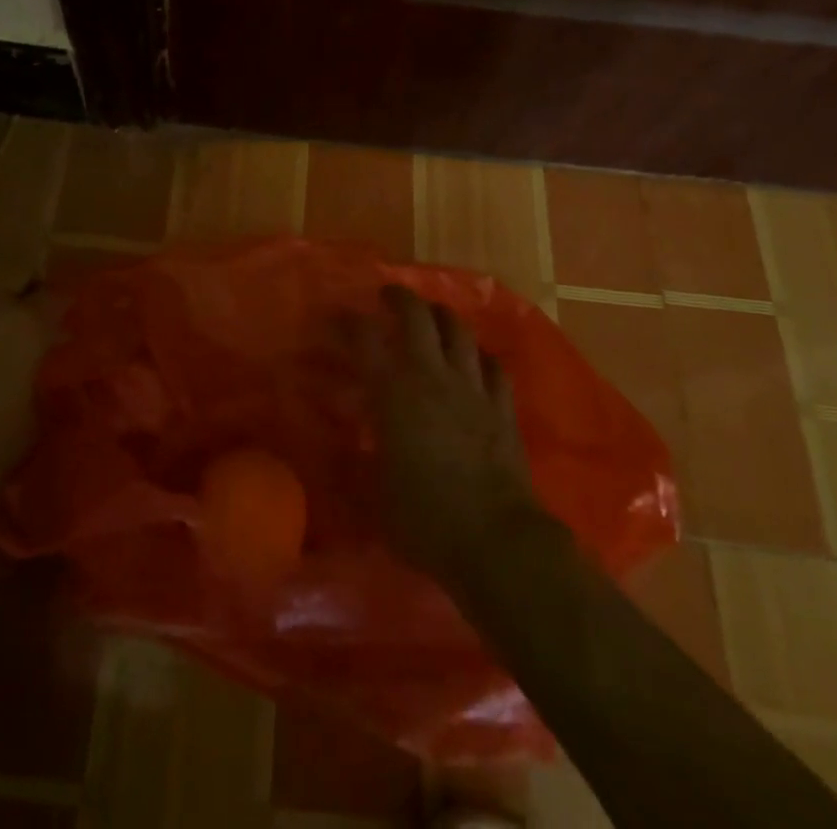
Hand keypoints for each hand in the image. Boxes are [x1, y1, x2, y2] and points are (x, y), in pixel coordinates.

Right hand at [355, 286, 550, 590]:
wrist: (496, 541)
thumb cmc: (424, 518)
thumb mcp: (373, 492)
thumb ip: (357, 459)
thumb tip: (344, 444)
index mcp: (393, 392)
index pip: (364, 338)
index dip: (346, 322)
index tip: (334, 317)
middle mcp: (432, 376)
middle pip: (417, 317)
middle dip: (399, 298)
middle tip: (387, 296)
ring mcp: (472, 388)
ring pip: (459, 331)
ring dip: (442, 316)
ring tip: (431, 315)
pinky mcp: (502, 407)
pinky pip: (493, 366)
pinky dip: (478, 355)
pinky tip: (474, 358)